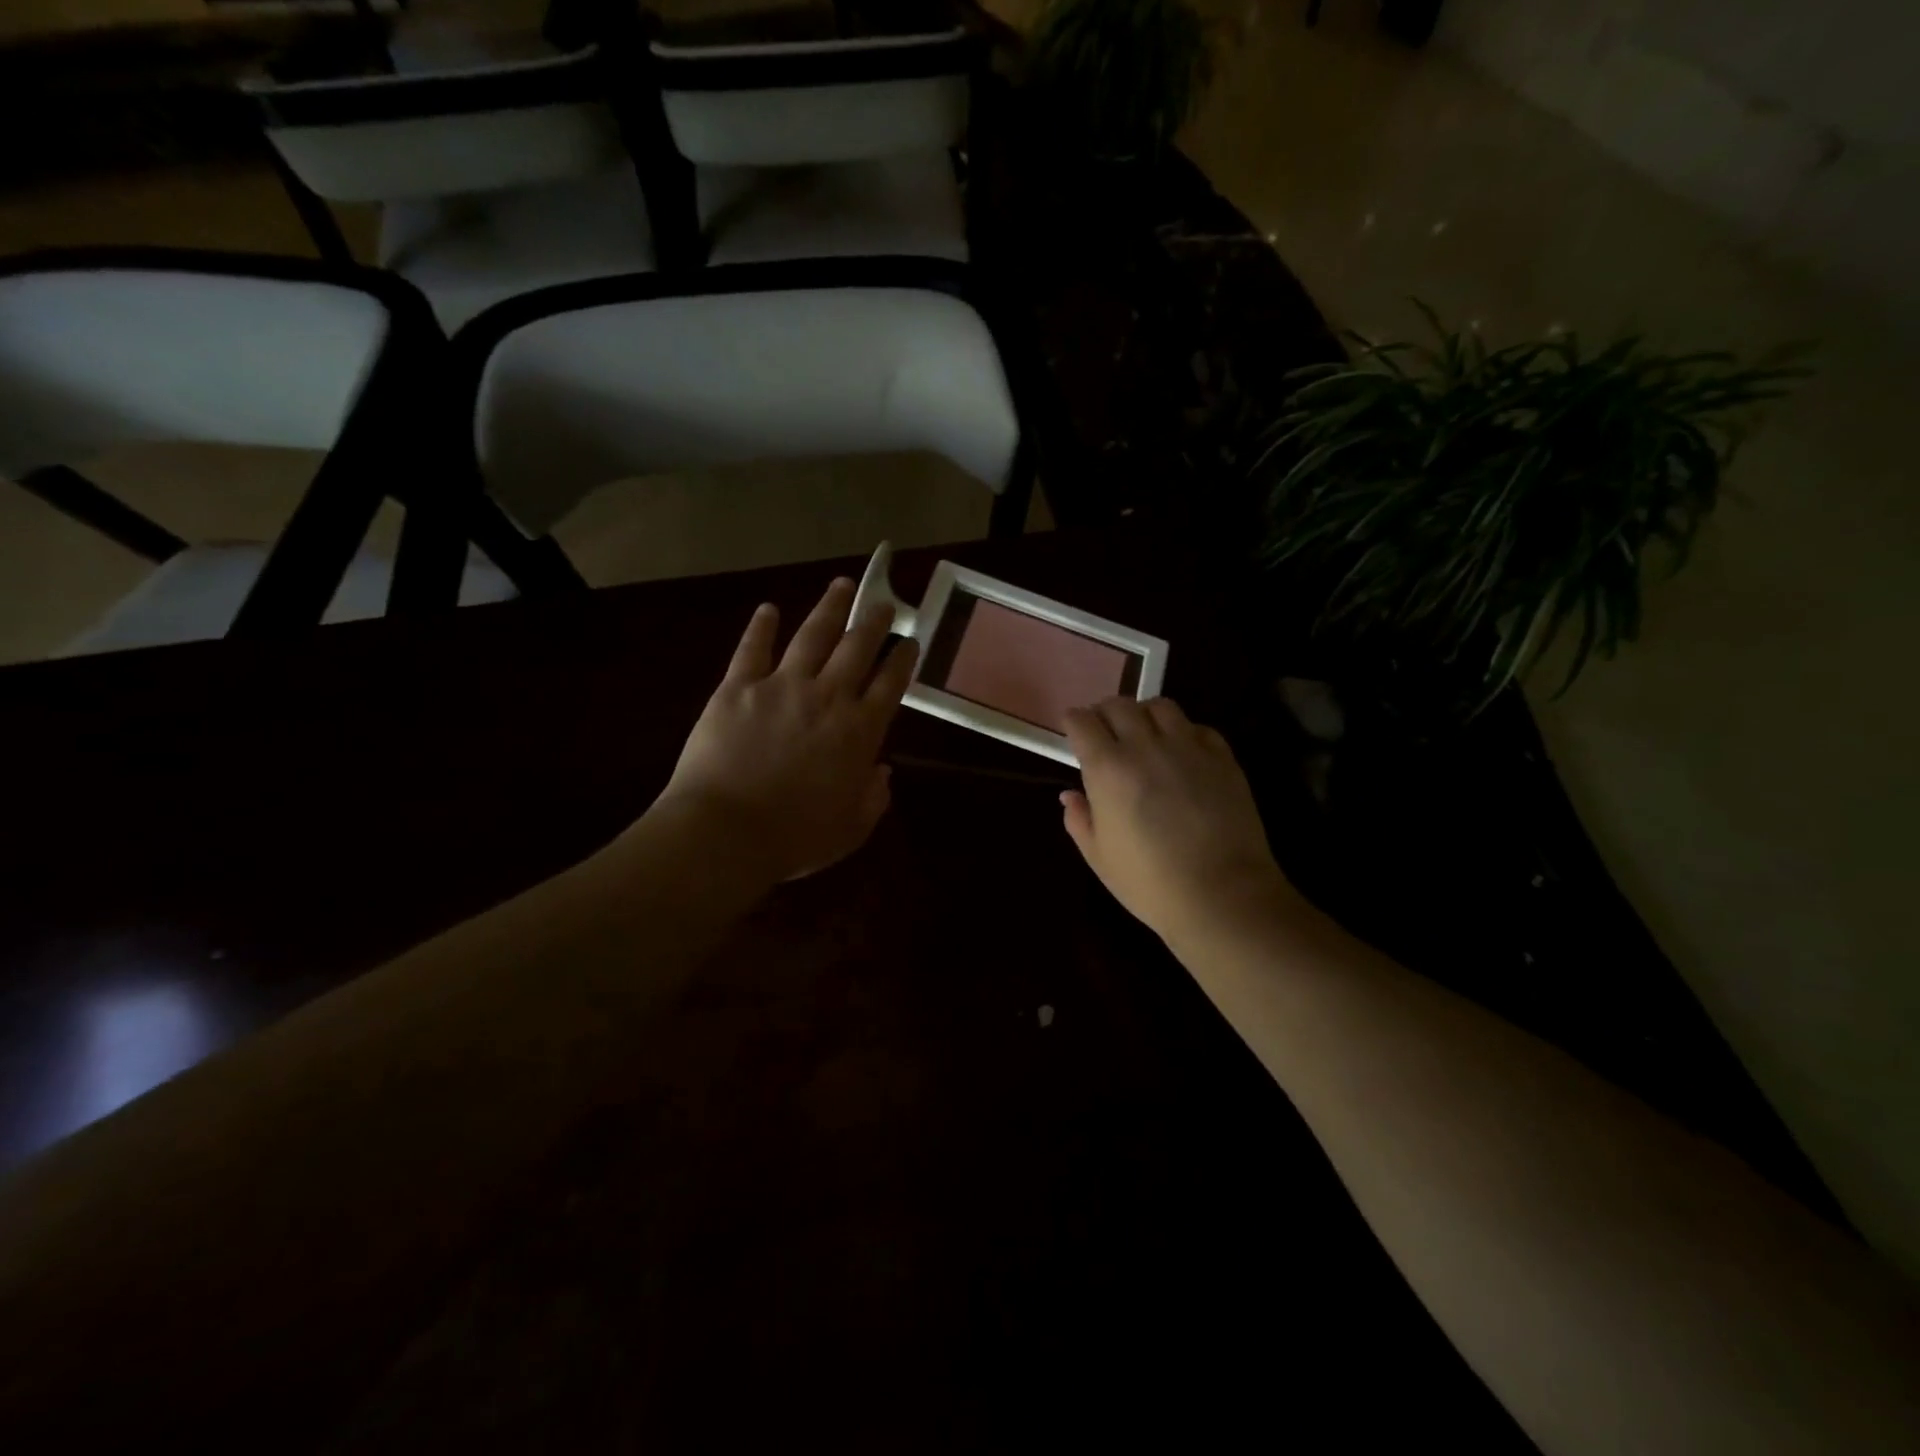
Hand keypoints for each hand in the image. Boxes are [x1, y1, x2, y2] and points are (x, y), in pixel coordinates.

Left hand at [651, 577, 918, 882]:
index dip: (903, 658)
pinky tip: (768, 609)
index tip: (910, 640)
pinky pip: (753, 649)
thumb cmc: (795, 838)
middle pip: (857, 647)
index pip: (890, 683)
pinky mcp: (737, 687)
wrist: (726, 832)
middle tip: (882, 601)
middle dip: (873, 621)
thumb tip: (882, 772)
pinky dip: (762, 627)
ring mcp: (781, 686)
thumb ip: (873, 798)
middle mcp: (827, 697)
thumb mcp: (851, 829)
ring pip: (812, 635)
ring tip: (842, 584)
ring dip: (829, 608)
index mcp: (859, 731)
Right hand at [1061, 697, 1293, 947]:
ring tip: (1145, 735)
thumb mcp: (1099, 857)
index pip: (1082, 721)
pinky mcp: (1223, 758)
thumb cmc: (1150, 883)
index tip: (1073, 730)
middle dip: (1105, 712)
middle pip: (1119, 704)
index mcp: (1108, 769)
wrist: (1221, 895)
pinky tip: (1182, 753)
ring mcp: (1188, 748)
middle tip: (1105, 731)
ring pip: (1161, 706)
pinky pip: (1198, 728)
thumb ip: (1080, 820)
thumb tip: (1071, 796)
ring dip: (1145, 714)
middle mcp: (1146, 747)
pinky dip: (1184, 732)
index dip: (1074, 722)